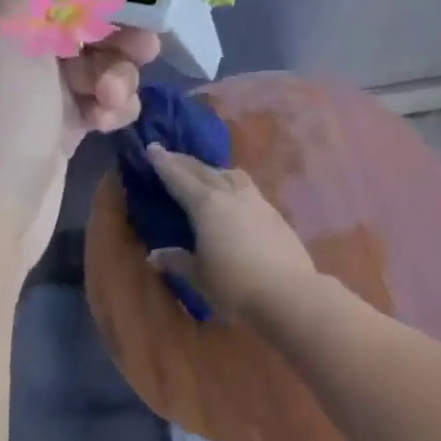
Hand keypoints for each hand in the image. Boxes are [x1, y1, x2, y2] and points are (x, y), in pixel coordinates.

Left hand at [0, 0, 159, 270]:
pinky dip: (110, 107)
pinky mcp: (56, 126)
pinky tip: (111, 123)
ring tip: (117, 100)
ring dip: (115, 76)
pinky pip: (96, 99)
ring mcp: (32, 89)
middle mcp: (4, 46)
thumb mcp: (10, 31)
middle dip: (112, 34)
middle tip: (147, 45)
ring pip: (92, 60)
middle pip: (73, 18)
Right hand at [144, 144, 318, 321]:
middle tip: (170, 154)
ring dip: (214, 170)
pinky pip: (248, 188)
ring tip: (205, 172)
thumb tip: (155, 256)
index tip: (153, 147)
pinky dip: (233, 184)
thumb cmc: (234, 286)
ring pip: (232, 175)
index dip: (164, 164)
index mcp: (207, 206)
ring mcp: (257, 202)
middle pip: (204, 171)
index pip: (180, 179)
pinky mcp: (275, 214)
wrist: (288, 293)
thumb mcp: (199, 276)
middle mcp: (231, 195)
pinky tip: (235, 196)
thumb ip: (178, 261)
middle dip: (185, 162)